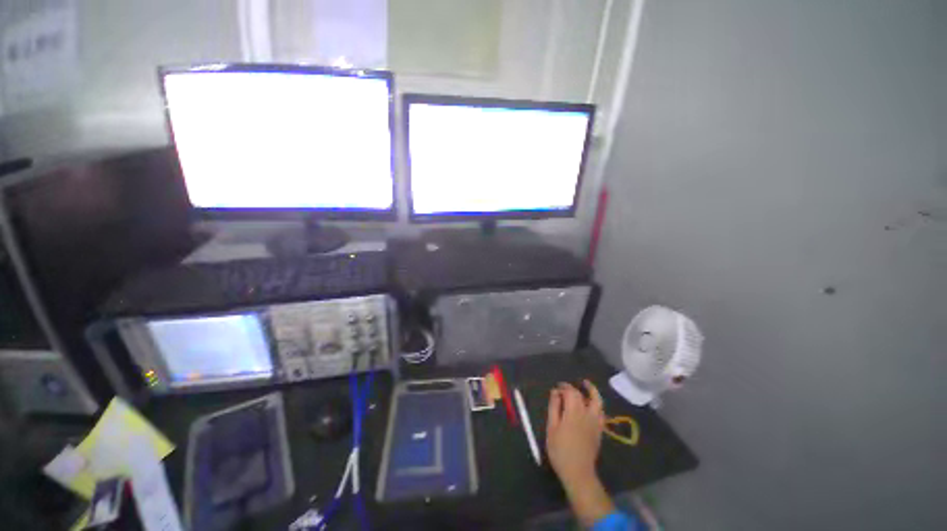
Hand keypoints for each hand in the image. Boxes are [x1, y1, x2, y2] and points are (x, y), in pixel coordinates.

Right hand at [546, 380, 614, 526]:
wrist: (578, 472)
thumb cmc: (560, 450)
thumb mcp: (552, 427)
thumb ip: (554, 408)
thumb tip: (555, 392)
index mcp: (574, 411)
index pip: (570, 392)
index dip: (563, 388)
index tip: (555, 390)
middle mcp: (587, 413)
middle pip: (582, 395)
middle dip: (572, 389)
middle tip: (563, 389)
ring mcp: (595, 422)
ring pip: (597, 401)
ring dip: (592, 391)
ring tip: (586, 385)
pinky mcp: (599, 430)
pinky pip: (601, 412)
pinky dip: (596, 404)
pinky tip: (591, 404)